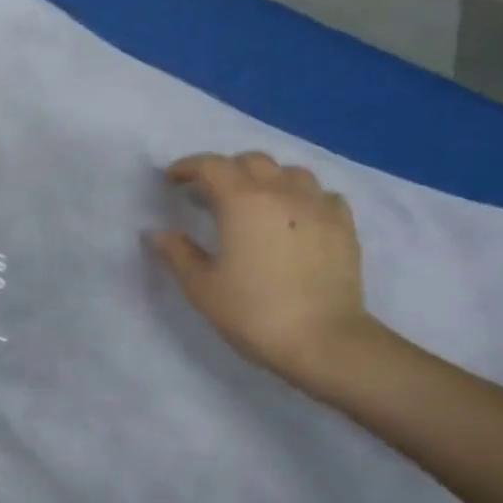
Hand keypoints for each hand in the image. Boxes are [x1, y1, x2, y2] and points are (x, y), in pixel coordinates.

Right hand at [150, 152, 380, 385]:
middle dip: (226, 170)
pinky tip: (294, 218)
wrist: (323, 341)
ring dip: (266, 179)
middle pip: (251, 161)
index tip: (173, 181)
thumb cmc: (253, 312)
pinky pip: (321, 195)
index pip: (211, 166)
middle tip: (209, 194)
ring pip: (290, 172)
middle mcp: (282, 192)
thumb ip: (177, 254)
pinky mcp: (344, 226)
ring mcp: (318, 206)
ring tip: (254, 202)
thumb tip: (158, 234)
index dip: (188, 167)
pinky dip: (302, 197)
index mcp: (242, 201)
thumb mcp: (201, 287)